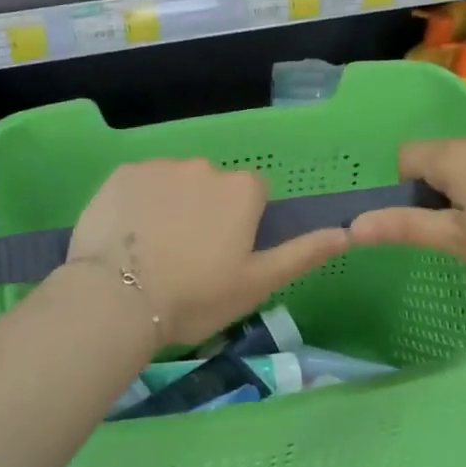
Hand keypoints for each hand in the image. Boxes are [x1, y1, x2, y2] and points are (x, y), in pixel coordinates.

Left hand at [68, 159, 348, 348]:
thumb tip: (347, 232)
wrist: (118, 299)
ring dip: (171, 205)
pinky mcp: (121, 173)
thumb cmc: (197, 296)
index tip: (225, 256)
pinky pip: (139, 184)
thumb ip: (303, 253)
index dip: (242, 225)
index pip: (253, 195)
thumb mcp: (258, 283)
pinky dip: (138, 203)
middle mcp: (204, 166)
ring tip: (153, 250)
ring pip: (175, 183)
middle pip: (213, 186)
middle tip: (187, 258)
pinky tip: (126, 237)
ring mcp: (159, 166)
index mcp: (242, 190)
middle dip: (206, 212)